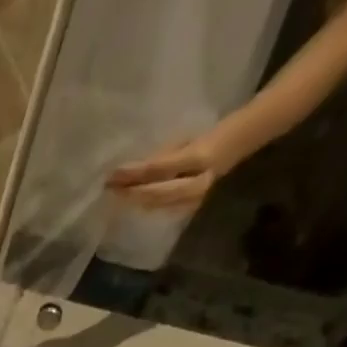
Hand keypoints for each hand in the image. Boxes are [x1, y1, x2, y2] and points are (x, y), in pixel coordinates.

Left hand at [105, 135, 231, 213]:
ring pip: (158, 204)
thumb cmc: (207, 137)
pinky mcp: (190, 207)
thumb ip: (160, 157)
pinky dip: (146, 206)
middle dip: (131, 192)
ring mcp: (194, 198)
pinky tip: (132, 204)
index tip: (113, 174)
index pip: (158, 169)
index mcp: (198, 157)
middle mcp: (197, 182)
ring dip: (136, 201)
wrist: (236, 146)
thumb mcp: (185, 139)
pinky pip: (164, 209)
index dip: (134, 173)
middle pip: (156, 193)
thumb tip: (131, 172)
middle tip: (110, 189)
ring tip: (116, 196)